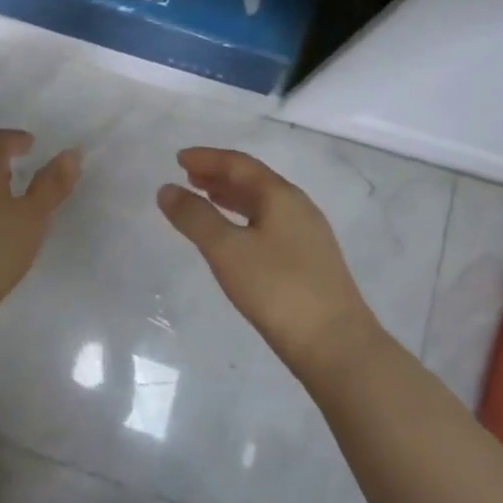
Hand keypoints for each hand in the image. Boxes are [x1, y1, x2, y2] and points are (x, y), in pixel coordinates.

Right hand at [157, 147, 384, 373]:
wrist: (335, 344)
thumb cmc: (276, 289)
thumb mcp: (226, 249)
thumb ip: (194, 217)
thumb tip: (167, 189)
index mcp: (281, 196)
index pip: (239, 164)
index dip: (208, 158)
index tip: (178, 158)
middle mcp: (298, 208)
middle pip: (254, 181)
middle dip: (219, 176)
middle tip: (188, 176)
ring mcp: (308, 236)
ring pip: (263, 205)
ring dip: (231, 198)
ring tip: (205, 199)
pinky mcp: (309, 262)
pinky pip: (269, 225)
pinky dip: (244, 220)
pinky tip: (234, 238)